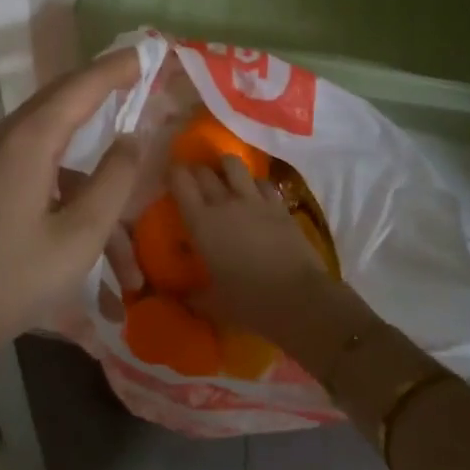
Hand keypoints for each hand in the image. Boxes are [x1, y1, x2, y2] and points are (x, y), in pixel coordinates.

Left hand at [0, 49, 147, 446]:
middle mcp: (8, 135)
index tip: (148, 53)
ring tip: (129, 223)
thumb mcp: (80, 235)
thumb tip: (132, 138)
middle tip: (141, 81)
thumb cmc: (14, 277)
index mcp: (30, 138)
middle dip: (105, 91)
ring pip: (56, 142)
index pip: (82, 85)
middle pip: (64, 99)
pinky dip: (72, 190)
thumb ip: (113, 179)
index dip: (117, 68)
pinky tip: (97, 241)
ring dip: (93, 170)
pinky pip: (40, 167)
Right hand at [171, 158, 373, 376]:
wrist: (298, 299)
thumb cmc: (249, 302)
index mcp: (201, 223)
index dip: (174, 173)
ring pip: (234, 165)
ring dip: (225, 167)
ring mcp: (254, 200)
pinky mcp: (278, 205)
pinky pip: (262, 182)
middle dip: (196, 171)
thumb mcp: (213, 304)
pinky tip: (256, 193)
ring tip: (225, 175)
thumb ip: (193, 295)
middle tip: (194, 180)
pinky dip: (255, 183)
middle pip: (204, 171)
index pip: (180, 182)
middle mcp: (224, 202)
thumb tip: (181, 296)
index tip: (170, 176)